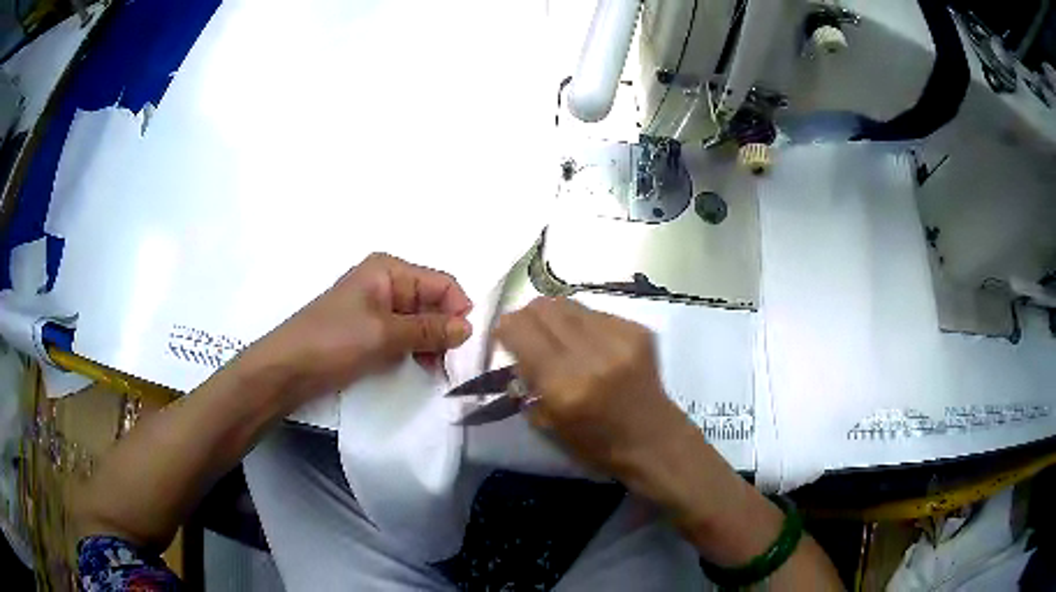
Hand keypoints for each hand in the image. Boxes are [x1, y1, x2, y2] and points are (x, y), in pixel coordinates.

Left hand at [245, 253, 472, 402]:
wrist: (288, 369)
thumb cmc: (333, 341)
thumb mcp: (384, 333)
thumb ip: (429, 329)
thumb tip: (469, 328)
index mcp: (390, 270)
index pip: (443, 283)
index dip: (458, 310)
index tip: (465, 344)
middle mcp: (387, 283)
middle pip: (434, 302)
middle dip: (446, 329)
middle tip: (451, 362)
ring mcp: (379, 309)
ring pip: (422, 321)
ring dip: (433, 343)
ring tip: (435, 369)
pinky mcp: (372, 332)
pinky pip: (406, 336)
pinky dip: (417, 350)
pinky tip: (421, 367)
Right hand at [494, 297, 695, 484]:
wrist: (654, 439)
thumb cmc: (597, 445)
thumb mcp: (549, 423)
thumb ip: (528, 381)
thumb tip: (516, 349)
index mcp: (564, 386)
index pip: (519, 330)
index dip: (504, 329)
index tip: (503, 337)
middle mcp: (591, 354)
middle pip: (542, 308)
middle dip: (527, 318)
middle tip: (528, 335)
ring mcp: (619, 338)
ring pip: (567, 303)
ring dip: (554, 317)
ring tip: (558, 337)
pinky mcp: (638, 329)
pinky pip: (594, 312)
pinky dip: (582, 323)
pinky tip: (589, 344)